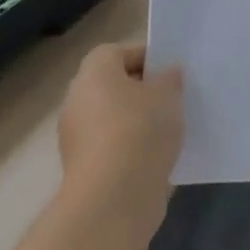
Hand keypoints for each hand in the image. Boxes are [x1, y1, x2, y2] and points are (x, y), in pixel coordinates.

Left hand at [58, 43, 183, 218]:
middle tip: (173, 99)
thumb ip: (170, 79)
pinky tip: (158, 156)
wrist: (114, 198)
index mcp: (94, 72)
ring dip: (138, 122)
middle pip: (114, 86)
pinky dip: (132, 148)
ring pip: (114, 118)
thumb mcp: (168, 96)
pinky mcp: (83, 169)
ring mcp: (76, 137)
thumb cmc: (140, 131)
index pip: (119, 52)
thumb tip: (167, 73)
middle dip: (142, 91)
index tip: (171, 72)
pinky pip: (112, 147)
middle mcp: (78, 99)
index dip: (146, 58)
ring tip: (170, 130)